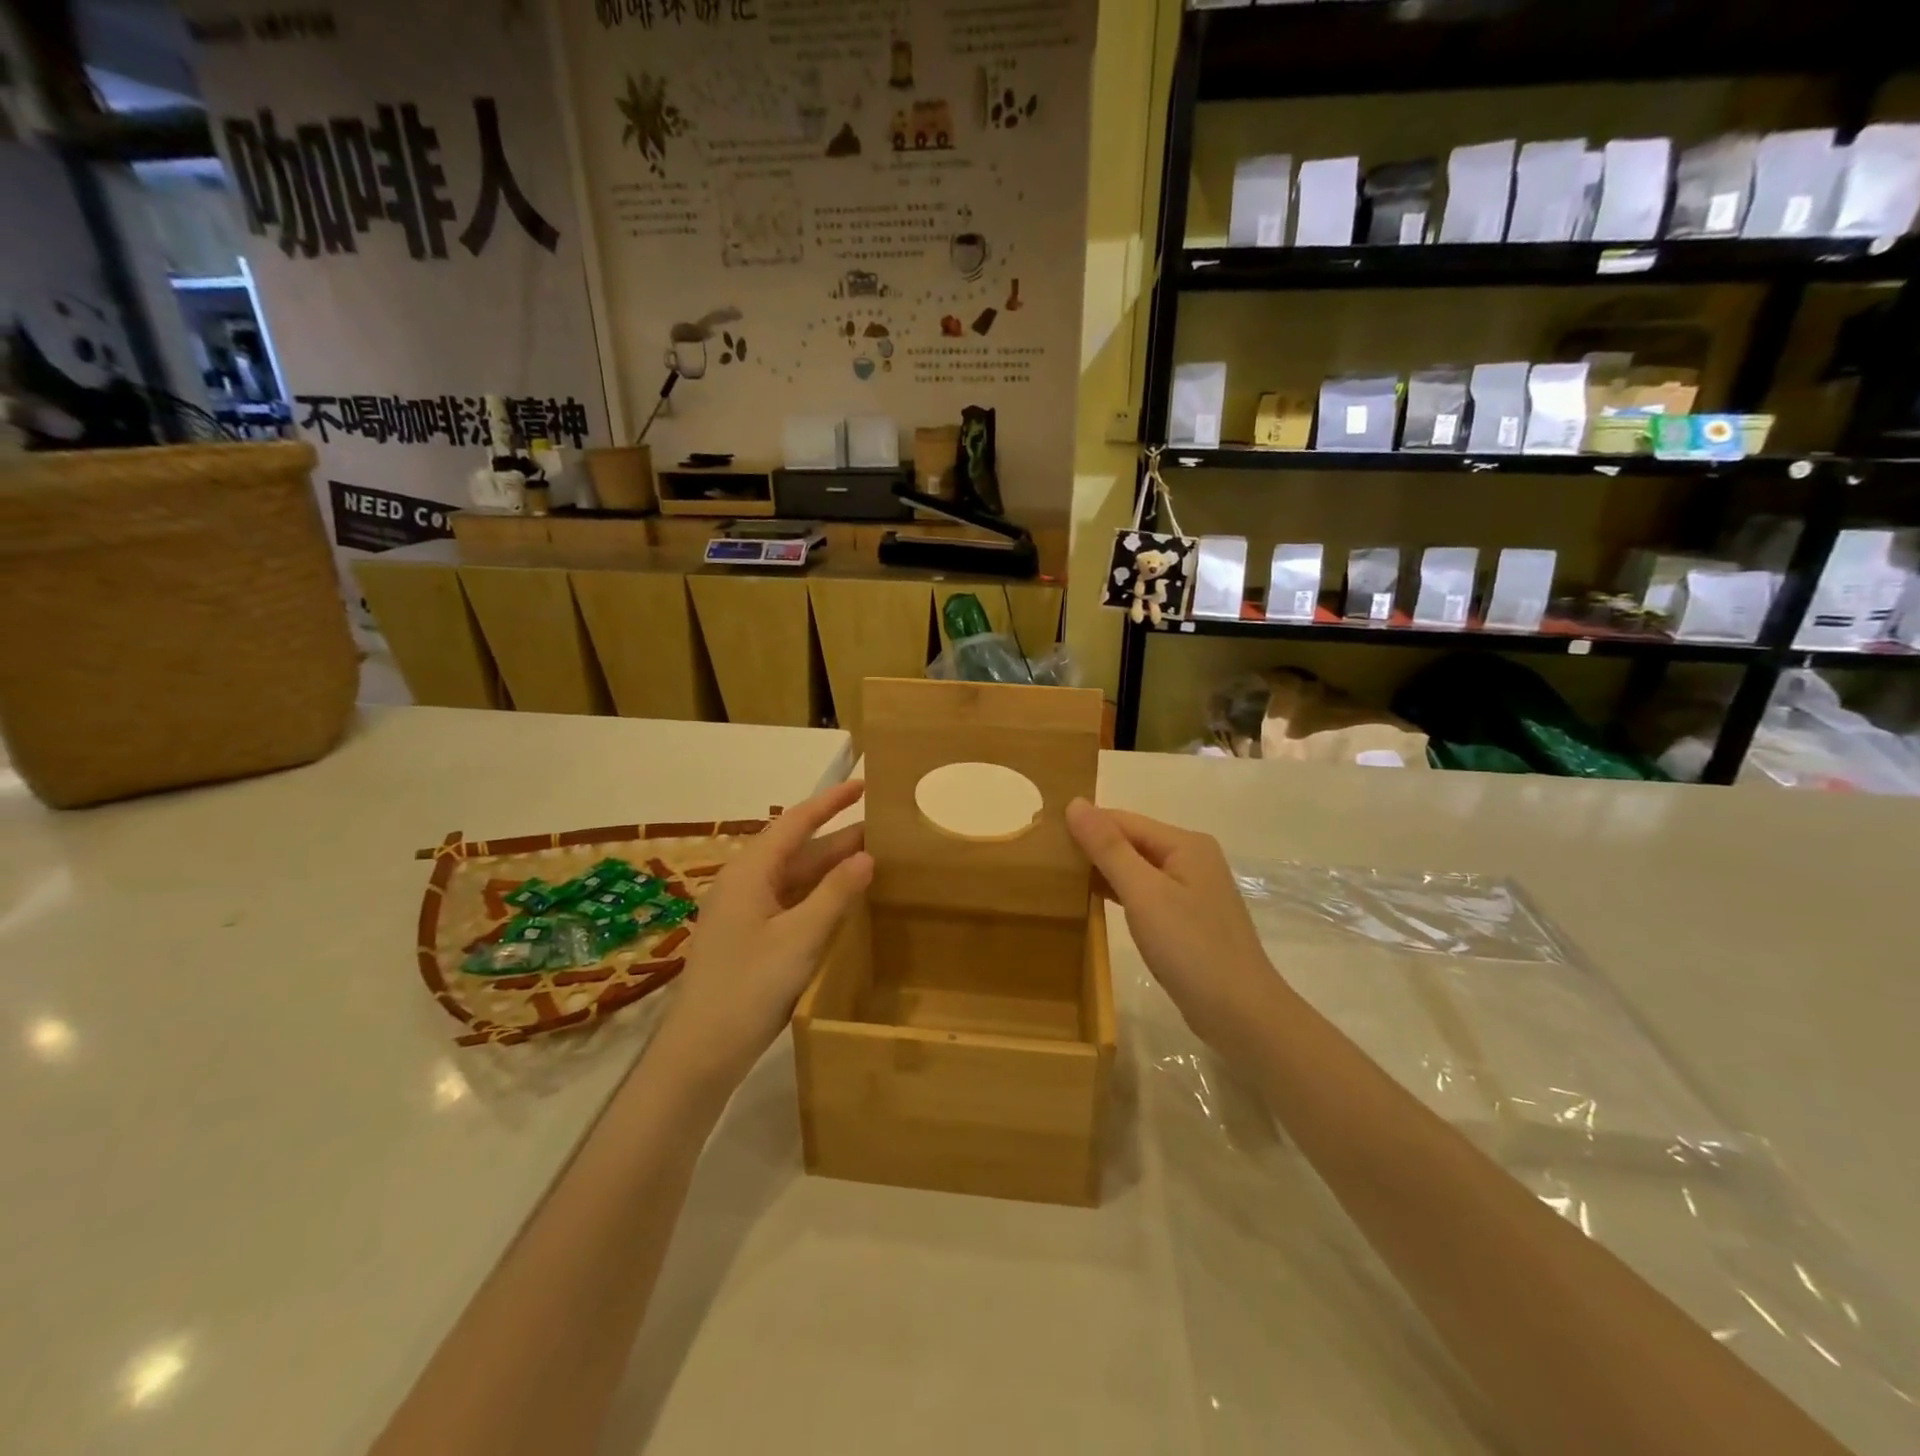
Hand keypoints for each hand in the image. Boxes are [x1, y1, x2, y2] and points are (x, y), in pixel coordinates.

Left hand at [655, 780, 872, 1091]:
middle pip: (798, 850)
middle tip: (884, 830)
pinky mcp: (750, 939)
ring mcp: (746, 913)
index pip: (795, 822)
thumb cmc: (748, 986)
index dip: (829, 802)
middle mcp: (745, 884)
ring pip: (796, 879)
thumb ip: (835, 894)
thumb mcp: (800, 938)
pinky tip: (846, 903)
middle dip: (839, 838)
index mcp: (750, 873)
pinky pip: (791, 903)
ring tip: (875, 861)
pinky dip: (820, 897)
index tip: (862, 784)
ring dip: (831, 869)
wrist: (701, 1052)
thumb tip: (867, 856)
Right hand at [1065, 799, 1281, 1054]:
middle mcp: (1192, 859)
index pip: (1123, 820)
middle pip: (1131, 841)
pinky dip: (1118, 894)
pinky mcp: (1187, 919)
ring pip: (1137, 869)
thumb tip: (1075, 803)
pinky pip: (1145, 893)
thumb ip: (1109, 848)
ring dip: (1102, 871)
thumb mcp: (1144, 893)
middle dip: (1092, 847)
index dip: (1085, 825)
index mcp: (1186, 844)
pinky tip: (1092, 902)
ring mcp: (1192, 891)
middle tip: (1045, 858)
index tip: (1042, 835)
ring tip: (1060, 877)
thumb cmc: (1191, 948)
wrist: (1241, 1015)